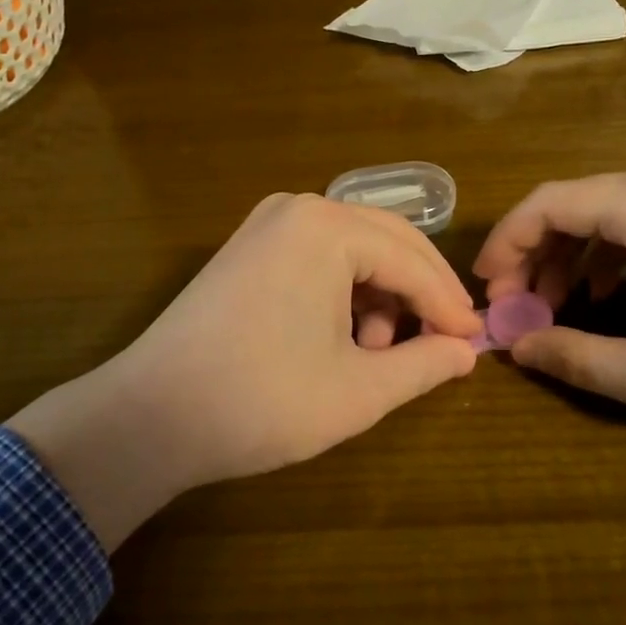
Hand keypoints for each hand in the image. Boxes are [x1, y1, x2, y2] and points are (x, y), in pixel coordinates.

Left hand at [8, 193, 481, 548]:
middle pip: (387, 241)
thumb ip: (423, 365)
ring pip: (352, 249)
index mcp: (327, 227)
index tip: (475, 344)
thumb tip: (465, 353)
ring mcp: (266, 225)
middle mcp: (298, 209)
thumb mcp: (358, 390)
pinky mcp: (246, 249)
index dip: (448, 305)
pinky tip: (342, 338)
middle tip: (447, 340)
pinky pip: (317, 257)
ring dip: (380, 294)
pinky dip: (343, 291)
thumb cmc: (263, 401)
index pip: (413, 261)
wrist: (151, 416)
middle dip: (420, 292)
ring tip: (380, 352)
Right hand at [474, 166, 625, 453]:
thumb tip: (517, 349)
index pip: (544, 204)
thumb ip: (575, 359)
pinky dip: (601, 256)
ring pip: (598, 213)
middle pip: (568, 205)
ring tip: (550, 311)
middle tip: (514, 310)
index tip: (487, 292)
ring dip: (563, 258)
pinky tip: (601, 299)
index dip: (504, 245)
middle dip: (530, 256)